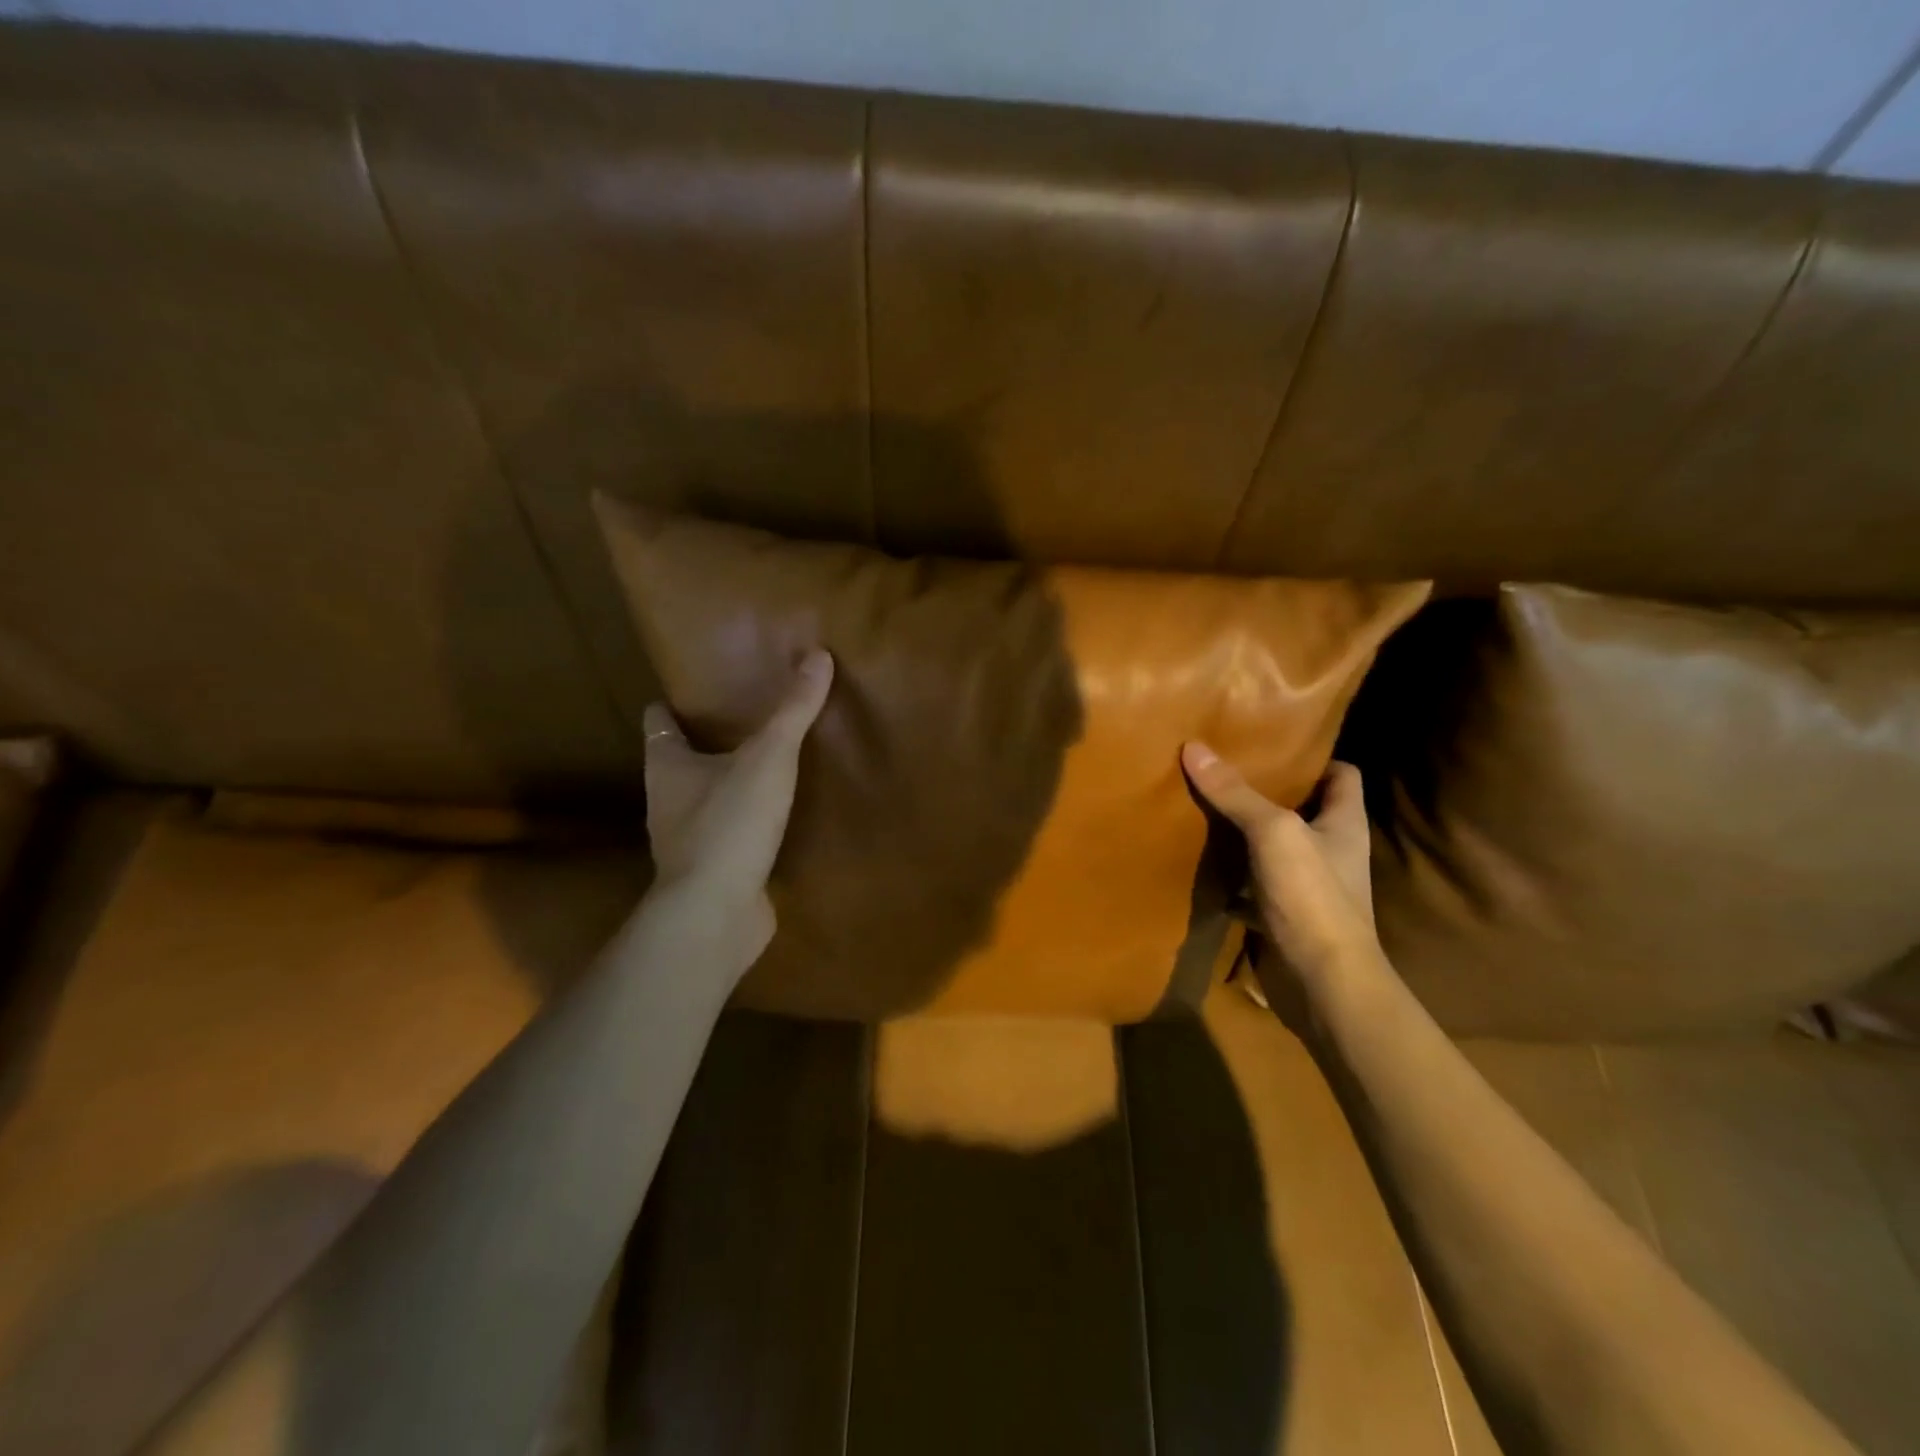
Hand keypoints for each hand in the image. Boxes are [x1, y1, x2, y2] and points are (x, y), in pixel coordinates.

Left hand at [643, 650, 833, 950]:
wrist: (715, 915)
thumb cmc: (729, 824)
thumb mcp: (768, 758)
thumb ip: (793, 710)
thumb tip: (818, 654)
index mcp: (668, 766)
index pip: (658, 722)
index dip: (671, 704)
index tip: (695, 689)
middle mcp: (668, 801)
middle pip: (679, 760)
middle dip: (705, 741)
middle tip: (744, 718)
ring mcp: (687, 841)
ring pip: (703, 799)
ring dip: (726, 783)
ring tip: (764, 763)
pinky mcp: (712, 872)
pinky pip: (728, 835)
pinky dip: (744, 823)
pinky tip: (774, 819)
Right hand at [1182, 744, 1380, 994]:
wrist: (1322, 984)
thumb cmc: (1312, 897)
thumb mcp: (1274, 832)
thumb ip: (1235, 793)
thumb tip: (1194, 747)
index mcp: (1344, 823)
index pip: (1341, 775)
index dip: (1312, 757)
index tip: (1270, 743)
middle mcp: (1330, 850)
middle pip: (1300, 809)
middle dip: (1263, 791)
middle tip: (1220, 768)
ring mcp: (1306, 886)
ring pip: (1271, 848)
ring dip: (1241, 833)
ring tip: (1201, 805)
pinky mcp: (1281, 916)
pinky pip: (1250, 886)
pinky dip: (1227, 876)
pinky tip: (1196, 861)